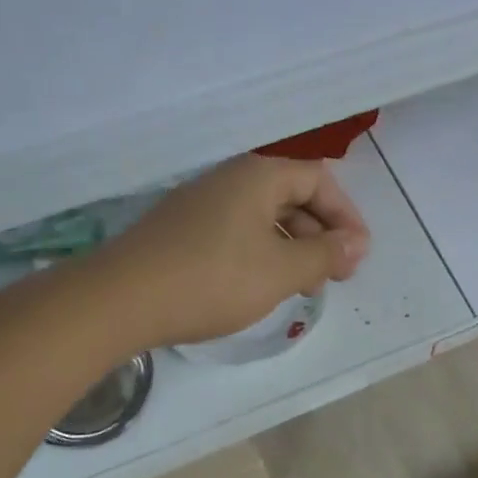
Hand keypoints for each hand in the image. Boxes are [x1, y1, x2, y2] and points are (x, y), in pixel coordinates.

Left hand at [98, 154, 371, 349]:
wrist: (120, 300)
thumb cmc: (213, 279)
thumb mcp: (281, 270)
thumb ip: (325, 255)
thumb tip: (356, 244)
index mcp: (257, 176)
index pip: (318, 179)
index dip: (346, 215)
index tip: (357, 255)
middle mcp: (229, 180)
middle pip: (291, 196)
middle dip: (321, 234)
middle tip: (335, 275)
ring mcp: (201, 204)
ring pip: (264, 218)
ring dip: (293, 248)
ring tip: (303, 288)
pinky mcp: (182, 230)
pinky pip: (237, 232)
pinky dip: (262, 254)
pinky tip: (263, 286)